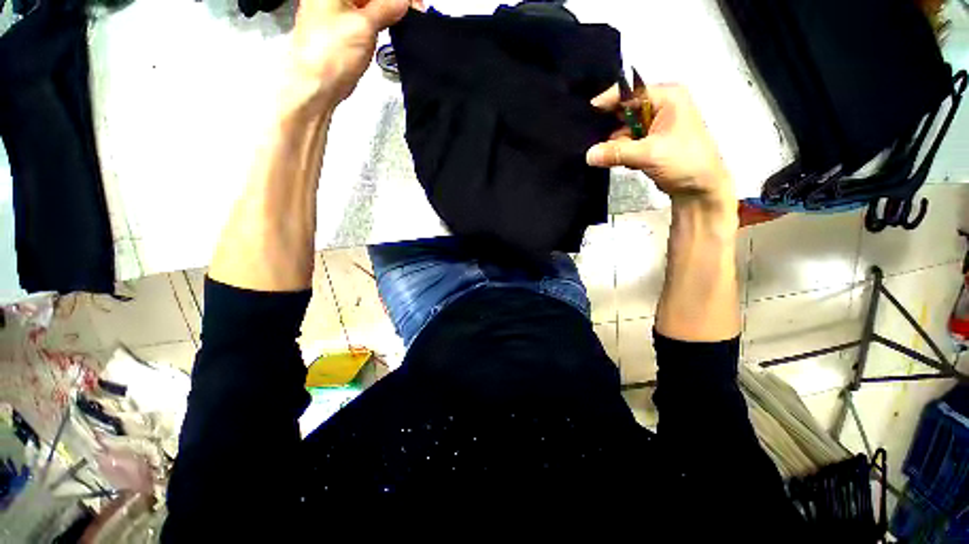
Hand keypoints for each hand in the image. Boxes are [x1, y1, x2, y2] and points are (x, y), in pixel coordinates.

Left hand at [286, 0, 409, 112]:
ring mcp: (337, 13)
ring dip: (389, 10)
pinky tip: (392, 26)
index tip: (413, 3)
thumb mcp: (364, 26)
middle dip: (393, 2)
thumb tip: (403, 1)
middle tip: (413, 10)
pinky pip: (366, 18)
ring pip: (369, 4)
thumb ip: (386, 8)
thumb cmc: (328, 55)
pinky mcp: (343, 31)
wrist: (317, 85)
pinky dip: (380, 21)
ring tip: (405, 20)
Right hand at [586, 84, 734, 208]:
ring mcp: (654, 126)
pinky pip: (626, 143)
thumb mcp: (649, 154)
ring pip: (623, 130)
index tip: (586, 113)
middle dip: (609, 127)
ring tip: (610, 157)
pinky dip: (620, 152)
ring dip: (615, 144)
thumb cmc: (685, 162)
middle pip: (624, 111)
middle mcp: (660, 107)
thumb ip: (617, 152)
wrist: (700, 188)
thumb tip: (589, 155)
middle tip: (591, 140)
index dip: (608, 100)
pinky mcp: (649, 143)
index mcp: (667, 98)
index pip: (631, 92)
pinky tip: (621, 162)